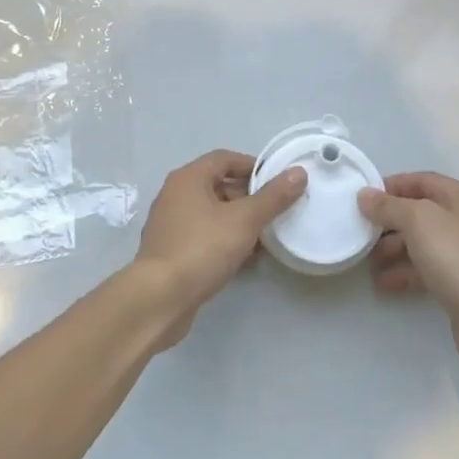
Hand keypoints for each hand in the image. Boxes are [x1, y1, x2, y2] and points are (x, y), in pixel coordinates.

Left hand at [130, 150, 306, 348]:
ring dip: (239, 224)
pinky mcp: (171, 252)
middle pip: (219, 186)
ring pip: (213, 215)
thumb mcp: (245, 220)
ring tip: (266, 240)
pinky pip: (204, 237)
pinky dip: (225, 242)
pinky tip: (246, 260)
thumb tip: (299, 173)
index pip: (225, 159)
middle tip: (276, 213)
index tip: (278, 182)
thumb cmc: (202, 248)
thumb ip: (273, 197)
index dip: (253, 166)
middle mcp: (175, 195)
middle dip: (249, 199)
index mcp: (189, 178)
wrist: (159, 299)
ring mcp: (171, 225)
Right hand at [359, 172, 458, 384]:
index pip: (420, 181)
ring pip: (422, 244)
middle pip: (419, 213)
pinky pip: (427, 271)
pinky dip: (405, 274)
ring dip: (393, 251)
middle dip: (389, 223)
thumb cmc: (457, 256)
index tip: (363, 200)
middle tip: (362, 235)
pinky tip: (384, 285)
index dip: (391, 186)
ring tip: (368, 264)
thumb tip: (365, 195)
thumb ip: (389, 206)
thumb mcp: (418, 220)